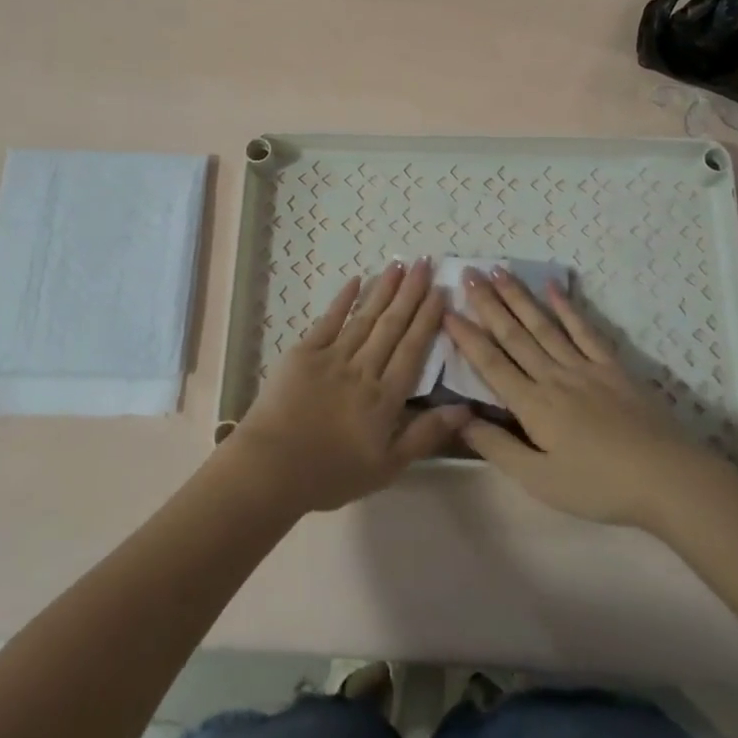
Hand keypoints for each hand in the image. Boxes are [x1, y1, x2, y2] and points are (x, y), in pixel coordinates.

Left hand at [225, 258, 468, 513]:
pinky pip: (328, 321)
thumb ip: (425, 435)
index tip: (441, 292)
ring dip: (383, 290)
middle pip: (392, 326)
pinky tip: (356, 281)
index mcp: (385, 397)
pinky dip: (343, 300)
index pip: (413, 349)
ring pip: (365, 318)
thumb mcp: (387, 467)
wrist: (271, 468)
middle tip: (426, 263)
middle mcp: (363, 369)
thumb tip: (466, 409)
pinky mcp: (303, 354)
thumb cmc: (331, 474)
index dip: (428, 319)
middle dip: (411, 293)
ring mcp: (332, 357)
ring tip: (400, 264)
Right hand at [445, 268, 697, 525]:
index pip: (491, 363)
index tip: (446, 309)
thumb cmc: (599, 486)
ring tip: (500, 271)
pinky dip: (568, 307)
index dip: (467, 336)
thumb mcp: (539, 479)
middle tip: (468, 274)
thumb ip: (497, 447)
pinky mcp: (612, 368)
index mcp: (532, 405)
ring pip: (544, 325)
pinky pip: (584, 331)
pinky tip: (553, 287)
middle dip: (488, 304)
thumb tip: (459, 417)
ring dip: (519, 297)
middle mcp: (553, 376)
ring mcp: (585, 368)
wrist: (668, 479)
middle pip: (514, 335)